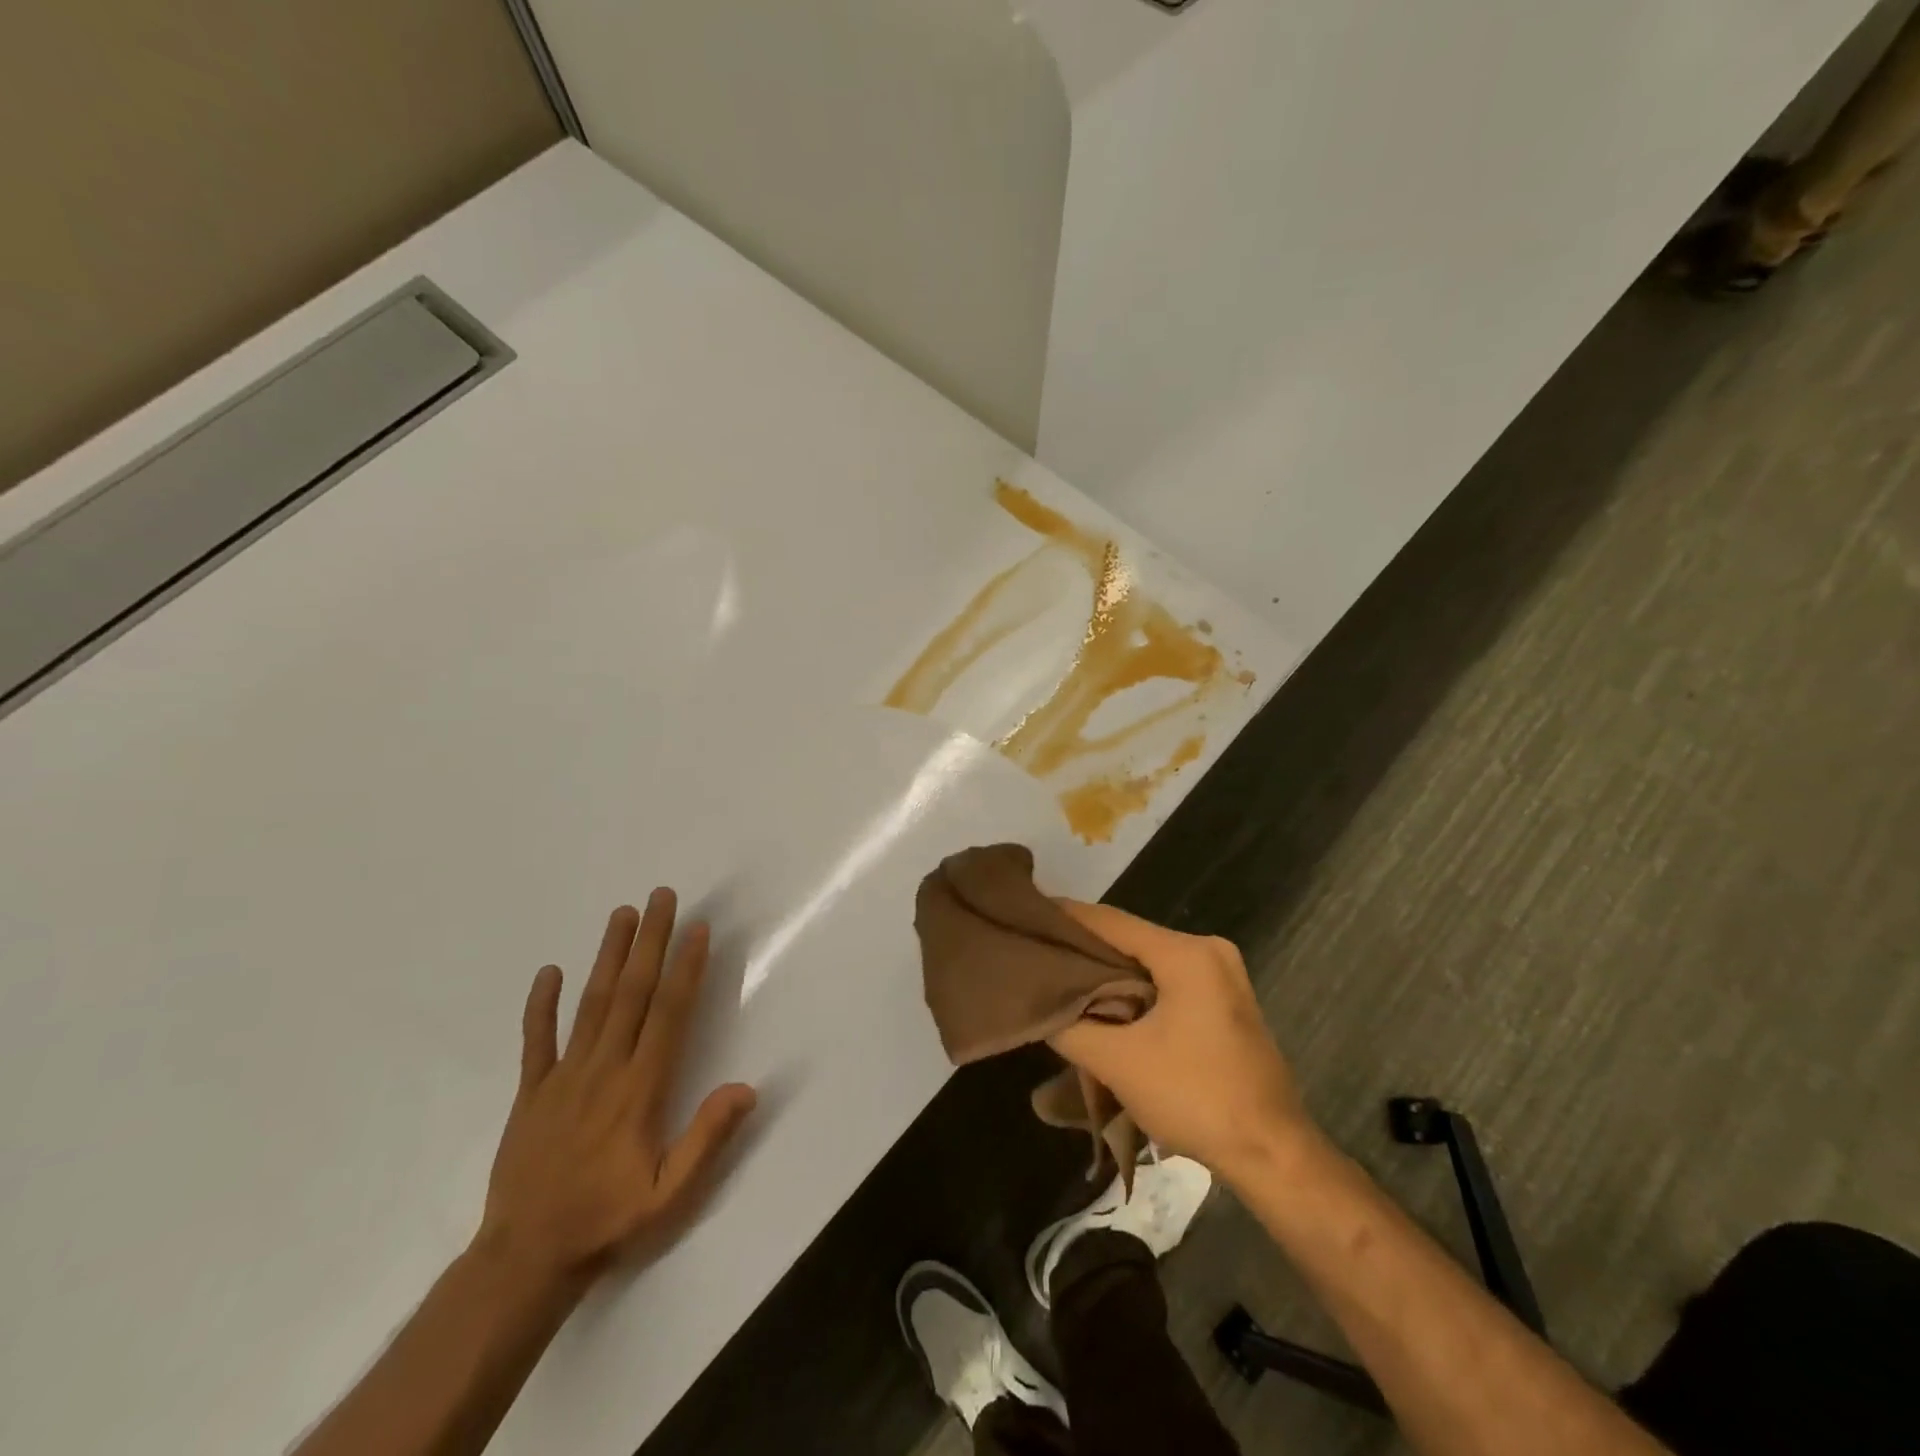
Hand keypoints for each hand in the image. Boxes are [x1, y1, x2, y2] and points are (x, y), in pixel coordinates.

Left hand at [477, 890, 755, 1289]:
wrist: (525, 1259)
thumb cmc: (608, 1221)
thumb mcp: (670, 1193)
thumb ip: (707, 1138)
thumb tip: (747, 1087)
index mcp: (640, 1089)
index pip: (669, 1014)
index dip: (685, 968)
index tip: (697, 929)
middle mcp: (604, 1070)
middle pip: (631, 993)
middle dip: (650, 942)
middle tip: (661, 896)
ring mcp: (563, 1077)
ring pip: (590, 1005)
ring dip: (608, 956)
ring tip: (622, 914)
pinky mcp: (532, 1092)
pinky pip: (536, 1041)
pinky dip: (541, 1005)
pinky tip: (548, 972)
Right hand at [1047, 901, 1315, 1183]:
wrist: (1274, 1155)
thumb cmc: (1196, 1098)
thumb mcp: (1119, 1063)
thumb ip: (1070, 1026)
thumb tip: (1040, 1006)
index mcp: (1188, 953)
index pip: (1111, 921)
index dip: (1065, 918)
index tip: (1028, 915)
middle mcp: (1209, 951)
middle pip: (1131, 940)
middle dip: (1084, 950)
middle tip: (1038, 954)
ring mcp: (1222, 976)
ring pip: (1148, 963)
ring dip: (1109, 974)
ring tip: (1060, 980)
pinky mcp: (1225, 1002)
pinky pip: (1167, 982)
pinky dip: (1135, 990)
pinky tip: (1104, 1005)